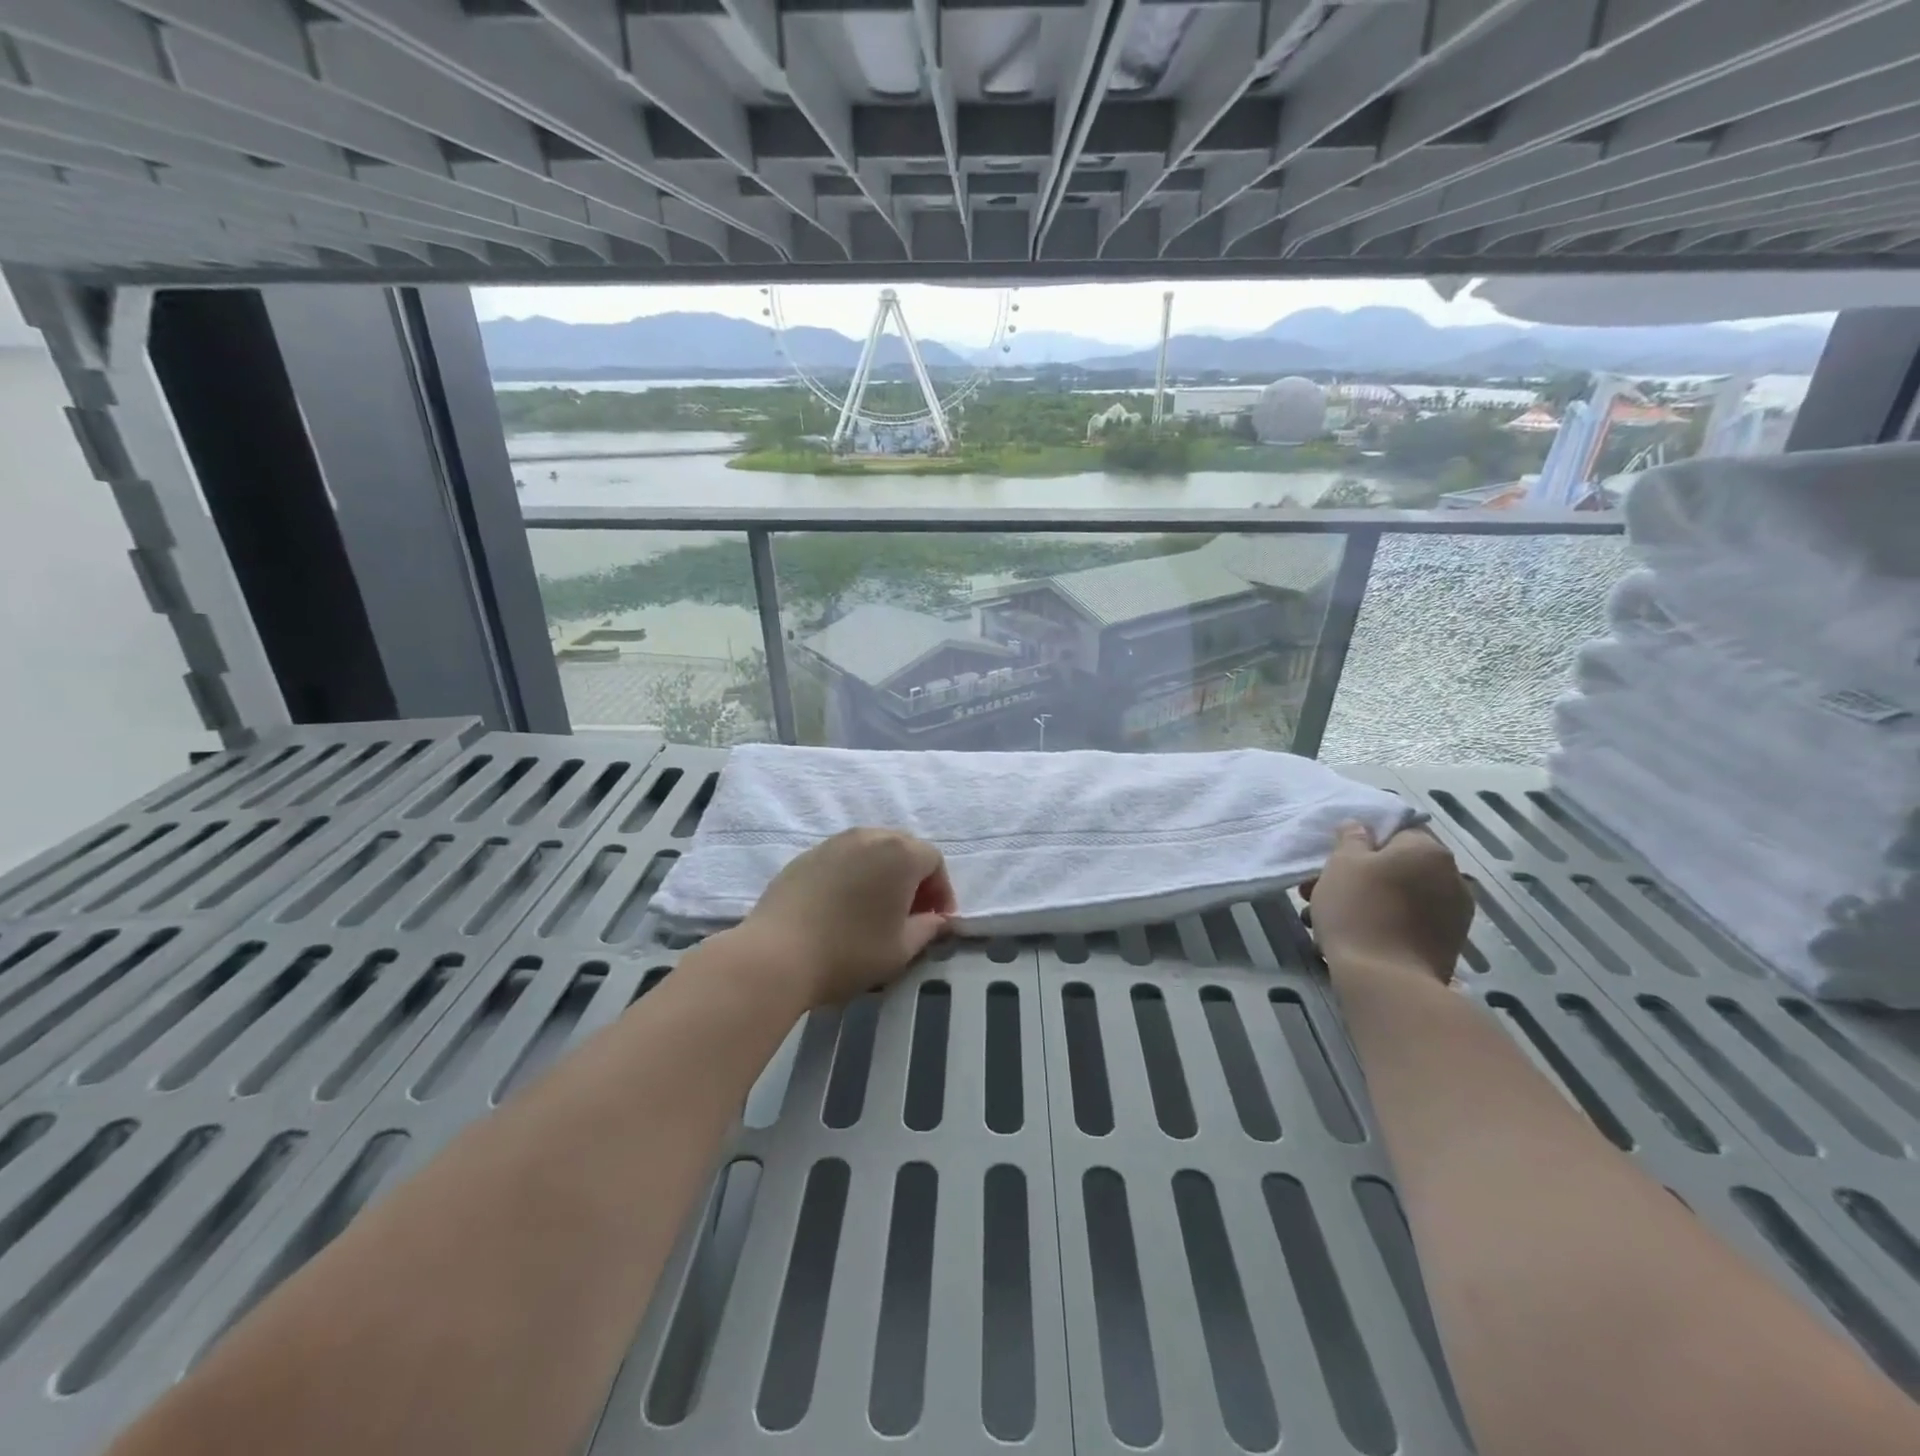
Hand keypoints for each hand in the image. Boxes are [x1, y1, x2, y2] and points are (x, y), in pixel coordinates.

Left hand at [736, 828, 957, 1005]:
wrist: (776, 954)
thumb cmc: (849, 951)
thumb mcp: (901, 949)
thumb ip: (928, 929)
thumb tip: (938, 920)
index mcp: (900, 853)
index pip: (934, 861)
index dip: (941, 891)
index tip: (936, 921)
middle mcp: (869, 836)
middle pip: (904, 848)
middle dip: (914, 878)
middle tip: (911, 913)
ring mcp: (834, 842)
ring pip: (872, 849)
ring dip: (883, 873)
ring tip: (876, 908)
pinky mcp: (806, 855)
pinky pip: (843, 857)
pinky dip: (854, 874)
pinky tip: (844, 906)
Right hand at [1307, 822, 1472, 982]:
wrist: (1387, 982)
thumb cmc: (1358, 910)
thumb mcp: (1342, 863)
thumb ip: (1351, 838)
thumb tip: (1360, 826)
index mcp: (1429, 851)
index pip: (1395, 831)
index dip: (1361, 843)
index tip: (1334, 861)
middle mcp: (1452, 878)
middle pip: (1397, 867)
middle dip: (1360, 876)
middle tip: (1320, 890)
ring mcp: (1454, 915)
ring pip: (1400, 896)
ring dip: (1368, 901)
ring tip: (1328, 919)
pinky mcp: (1447, 946)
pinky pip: (1409, 922)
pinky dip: (1384, 923)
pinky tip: (1354, 937)